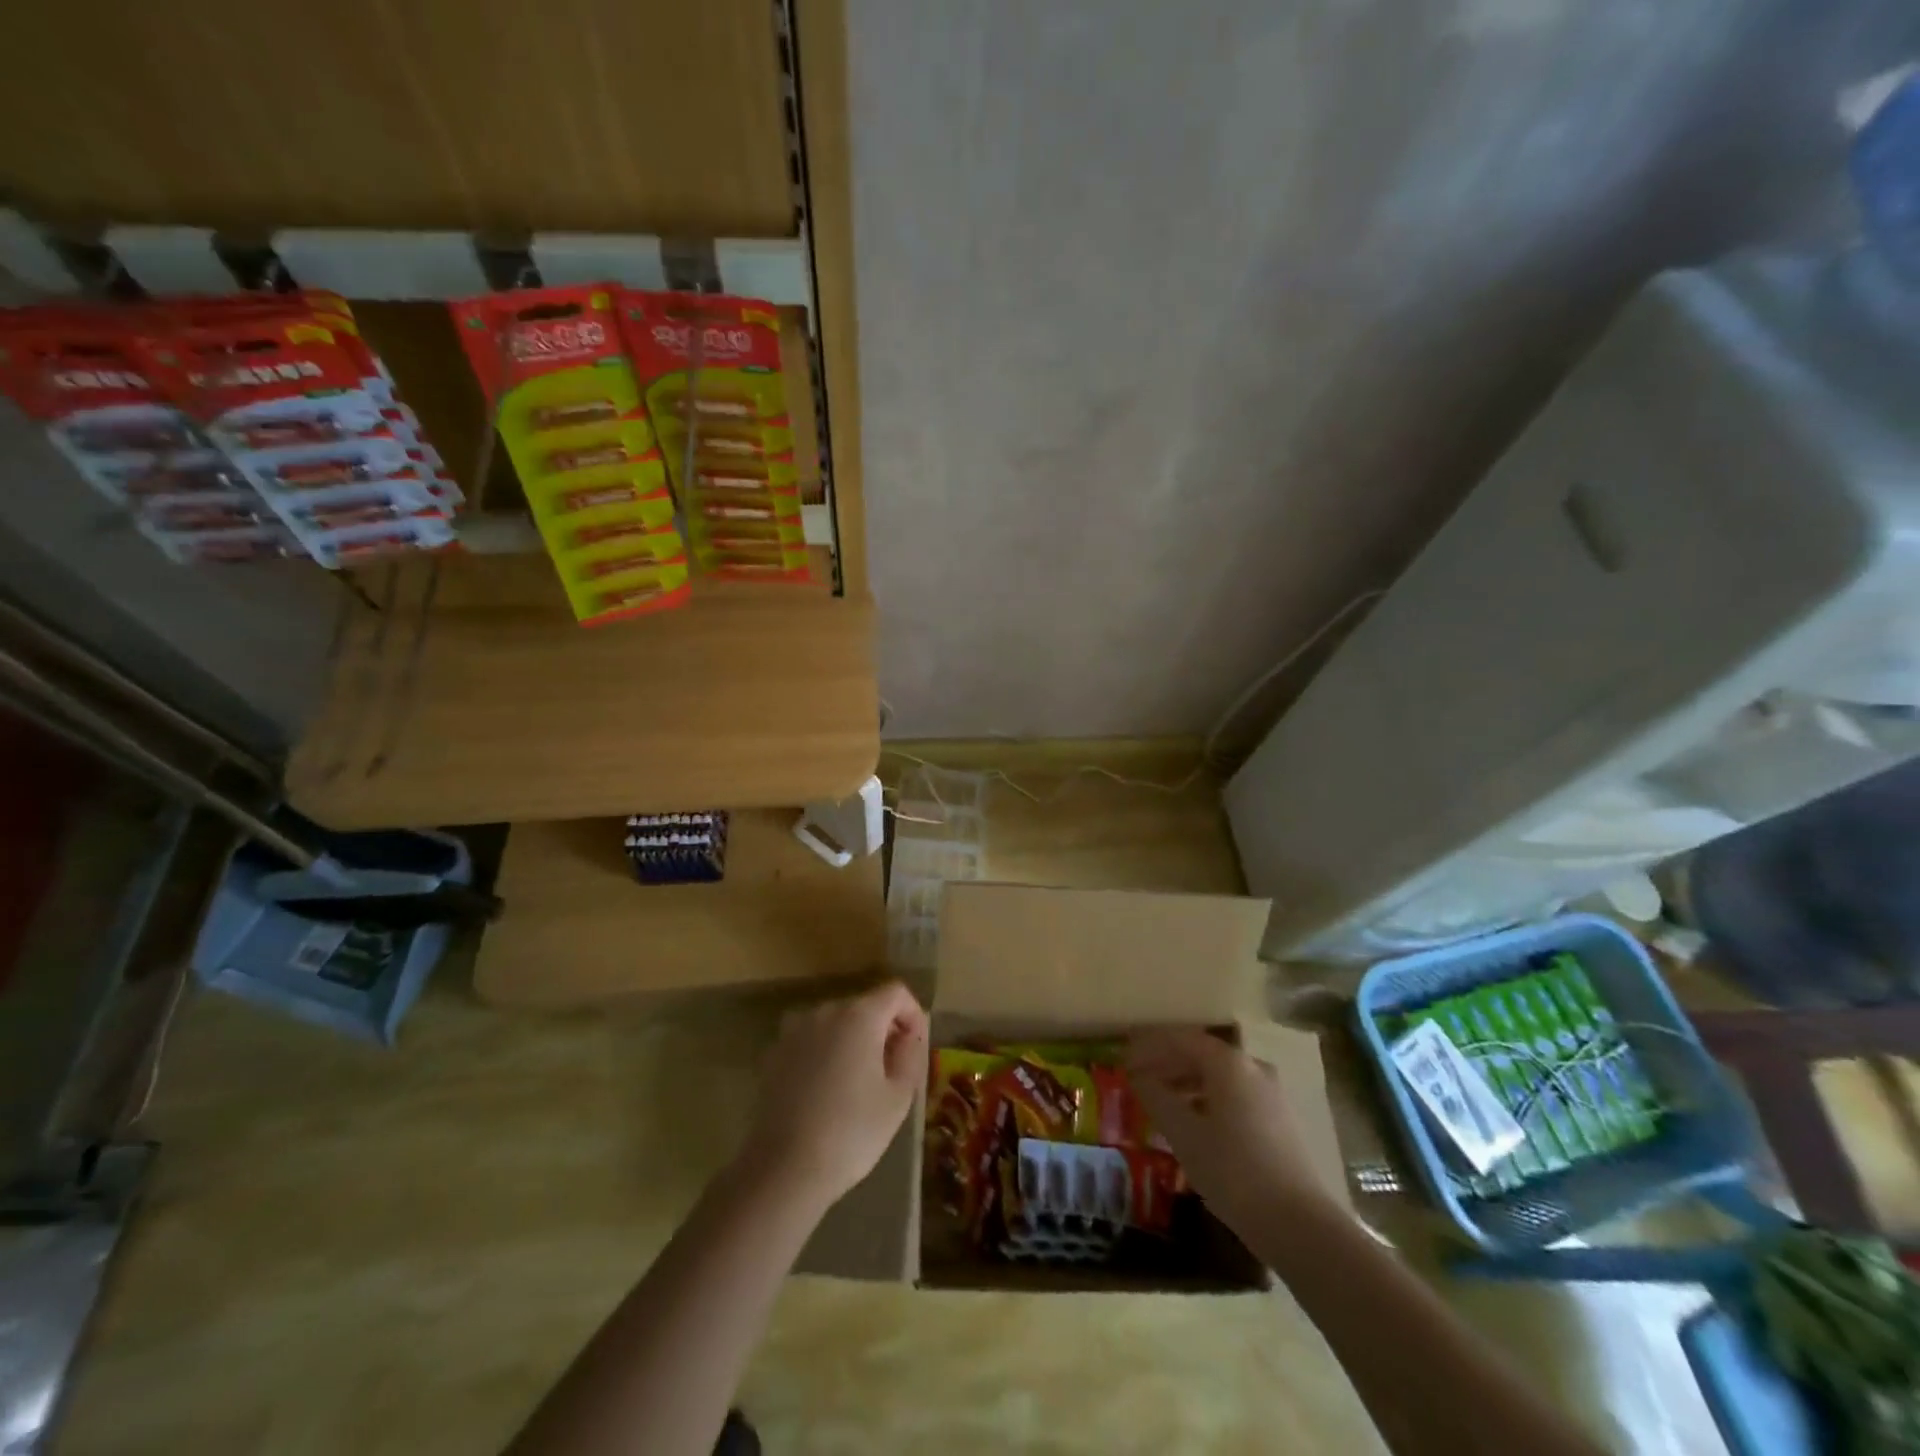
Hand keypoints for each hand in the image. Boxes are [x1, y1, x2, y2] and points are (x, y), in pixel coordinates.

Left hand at [737, 980, 927, 1212]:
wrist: (783, 1169)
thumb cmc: (851, 1132)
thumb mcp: (898, 1097)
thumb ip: (910, 1056)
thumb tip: (909, 1037)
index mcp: (859, 1015)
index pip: (896, 993)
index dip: (913, 1014)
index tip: (916, 1048)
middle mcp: (825, 1011)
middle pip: (865, 1005)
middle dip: (884, 1029)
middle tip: (894, 1070)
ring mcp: (795, 1030)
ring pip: (837, 1023)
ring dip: (854, 1041)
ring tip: (860, 1082)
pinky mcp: (775, 1053)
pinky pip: (812, 1041)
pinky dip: (827, 1053)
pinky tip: (828, 1091)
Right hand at [1127, 1027, 1336, 1228]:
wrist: (1300, 1225)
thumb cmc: (1233, 1172)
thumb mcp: (1184, 1134)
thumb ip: (1157, 1098)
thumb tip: (1139, 1077)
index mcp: (1229, 1063)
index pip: (1181, 1039)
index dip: (1149, 1045)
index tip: (1124, 1057)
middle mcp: (1253, 1068)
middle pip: (1202, 1054)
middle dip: (1167, 1063)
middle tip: (1137, 1077)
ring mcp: (1271, 1094)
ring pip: (1220, 1077)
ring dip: (1187, 1082)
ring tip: (1161, 1101)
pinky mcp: (1281, 1121)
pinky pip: (1235, 1096)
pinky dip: (1208, 1100)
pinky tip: (1194, 1123)